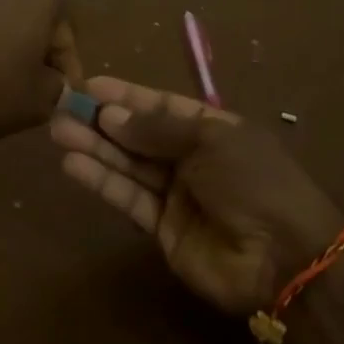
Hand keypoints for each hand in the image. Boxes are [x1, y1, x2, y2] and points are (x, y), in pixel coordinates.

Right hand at [49, 77, 343, 313]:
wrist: (286, 258)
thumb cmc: (254, 181)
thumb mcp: (211, 140)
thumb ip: (157, 128)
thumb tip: (110, 115)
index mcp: (213, 129)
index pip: (162, 106)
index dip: (127, 96)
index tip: (90, 86)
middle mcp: (192, 159)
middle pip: (139, 136)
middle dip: (102, 122)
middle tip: (63, 109)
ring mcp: (177, 195)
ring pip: (128, 165)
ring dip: (94, 148)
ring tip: (58, 131)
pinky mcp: (162, 229)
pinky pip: (129, 198)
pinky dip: (102, 182)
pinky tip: (73, 165)